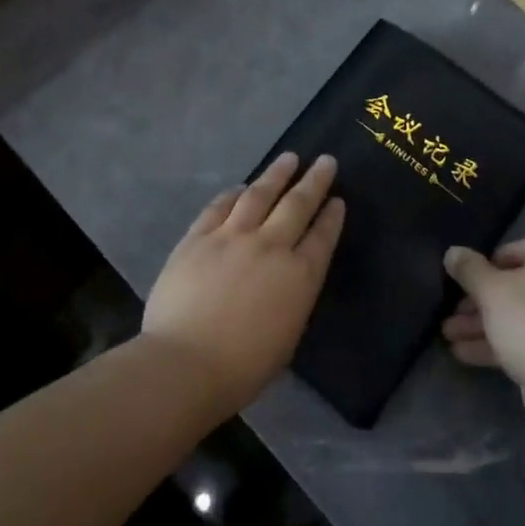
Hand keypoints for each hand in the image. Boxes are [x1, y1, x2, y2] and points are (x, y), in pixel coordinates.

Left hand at [142, 153, 344, 415]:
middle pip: (297, 205)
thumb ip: (292, 299)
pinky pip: (219, 207)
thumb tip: (288, 279)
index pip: (322, 236)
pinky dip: (232, 194)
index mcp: (299, 277)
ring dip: (276, 174)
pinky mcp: (198, 237)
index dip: (332, 216)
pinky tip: (239, 187)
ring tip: (288, 158)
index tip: (338, 199)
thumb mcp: (286, 336)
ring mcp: (231, 237)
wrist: (186, 362)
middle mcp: (270, 247)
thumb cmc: (243, 367)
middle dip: (314, 181)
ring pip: (259, 195)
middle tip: (325, 161)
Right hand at [441, 234, 524, 406]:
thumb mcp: (491, 291)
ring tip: (449, 336)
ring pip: (522, 315)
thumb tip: (453, 252)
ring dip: (484, 324)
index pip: (521, 247)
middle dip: (479, 301)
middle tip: (452, 313)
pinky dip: (502, 343)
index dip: (489, 261)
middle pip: (518, 285)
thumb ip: (469, 269)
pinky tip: (465, 354)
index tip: (466, 279)